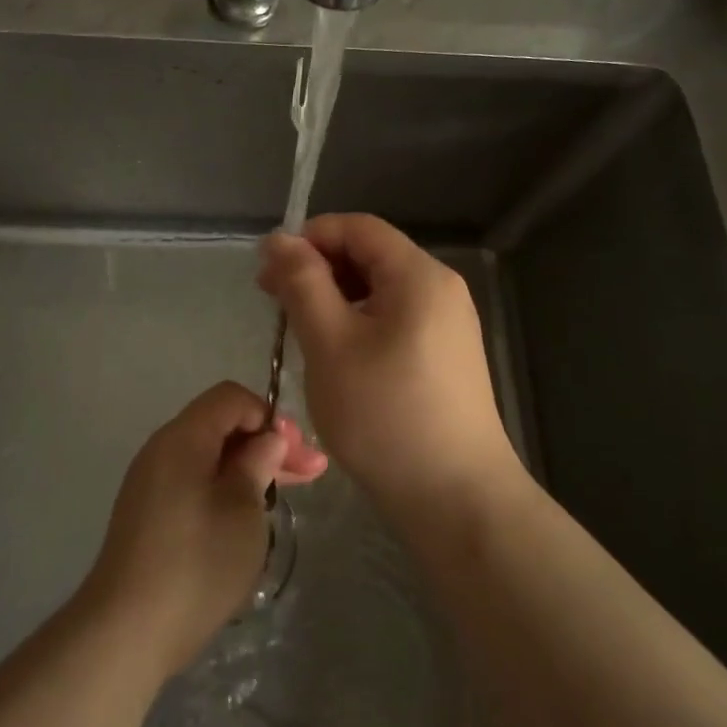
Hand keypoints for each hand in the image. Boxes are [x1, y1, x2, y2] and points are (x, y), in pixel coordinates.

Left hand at [79, 381, 326, 675]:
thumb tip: (267, 438)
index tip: (297, 454)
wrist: (127, 630)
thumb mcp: (241, 511)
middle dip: (266, 443)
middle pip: (220, 425)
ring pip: (208, 456)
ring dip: (248, 467)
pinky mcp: (148, 513)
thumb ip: (257, 464)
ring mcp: (151, 482)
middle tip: (311, 473)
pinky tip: (249, 514)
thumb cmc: (196, 564)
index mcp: (182, 438)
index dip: (269, 416)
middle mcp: (162, 449)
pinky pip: (193, 481)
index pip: (230, 398)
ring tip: (286, 492)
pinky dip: (225, 487)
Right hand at [257, 213, 519, 527]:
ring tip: (299, 330)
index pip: (357, 227)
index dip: (309, 238)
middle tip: (272, 301)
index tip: (269, 272)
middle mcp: (440, 288)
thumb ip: (302, 283)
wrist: (456, 498)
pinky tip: (336, 354)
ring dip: (334, 297)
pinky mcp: (447, 355)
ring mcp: (448, 323)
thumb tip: (278, 239)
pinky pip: (394, 318)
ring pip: (379, 289)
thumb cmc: (385, 415)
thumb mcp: (330, 342)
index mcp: (418, 275)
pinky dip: (358, 322)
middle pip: (370, 255)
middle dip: (318, 268)